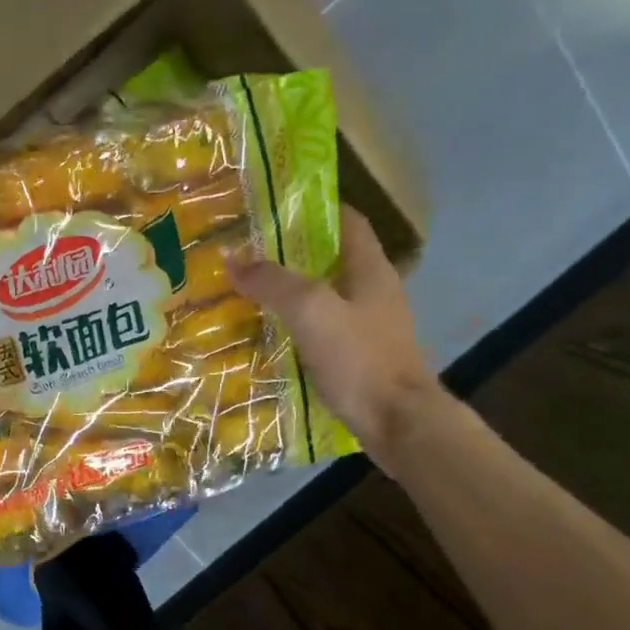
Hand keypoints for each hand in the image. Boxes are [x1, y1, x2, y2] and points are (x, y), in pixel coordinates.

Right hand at [228, 204, 440, 471]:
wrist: (397, 422)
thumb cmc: (359, 358)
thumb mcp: (311, 310)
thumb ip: (272, 282)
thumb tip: (232, 257)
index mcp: (370, 269)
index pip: (347, 221)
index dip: (315, 208)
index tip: (275, 207)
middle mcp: (373, 292)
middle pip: (332, 259)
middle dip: (292, 253)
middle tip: (248, 253)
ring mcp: (368, 327)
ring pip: (325, 297)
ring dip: (292, 292)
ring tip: (249, 292)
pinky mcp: (359, 358)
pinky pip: (323, 330)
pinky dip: (297, 326)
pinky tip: (269, 335)